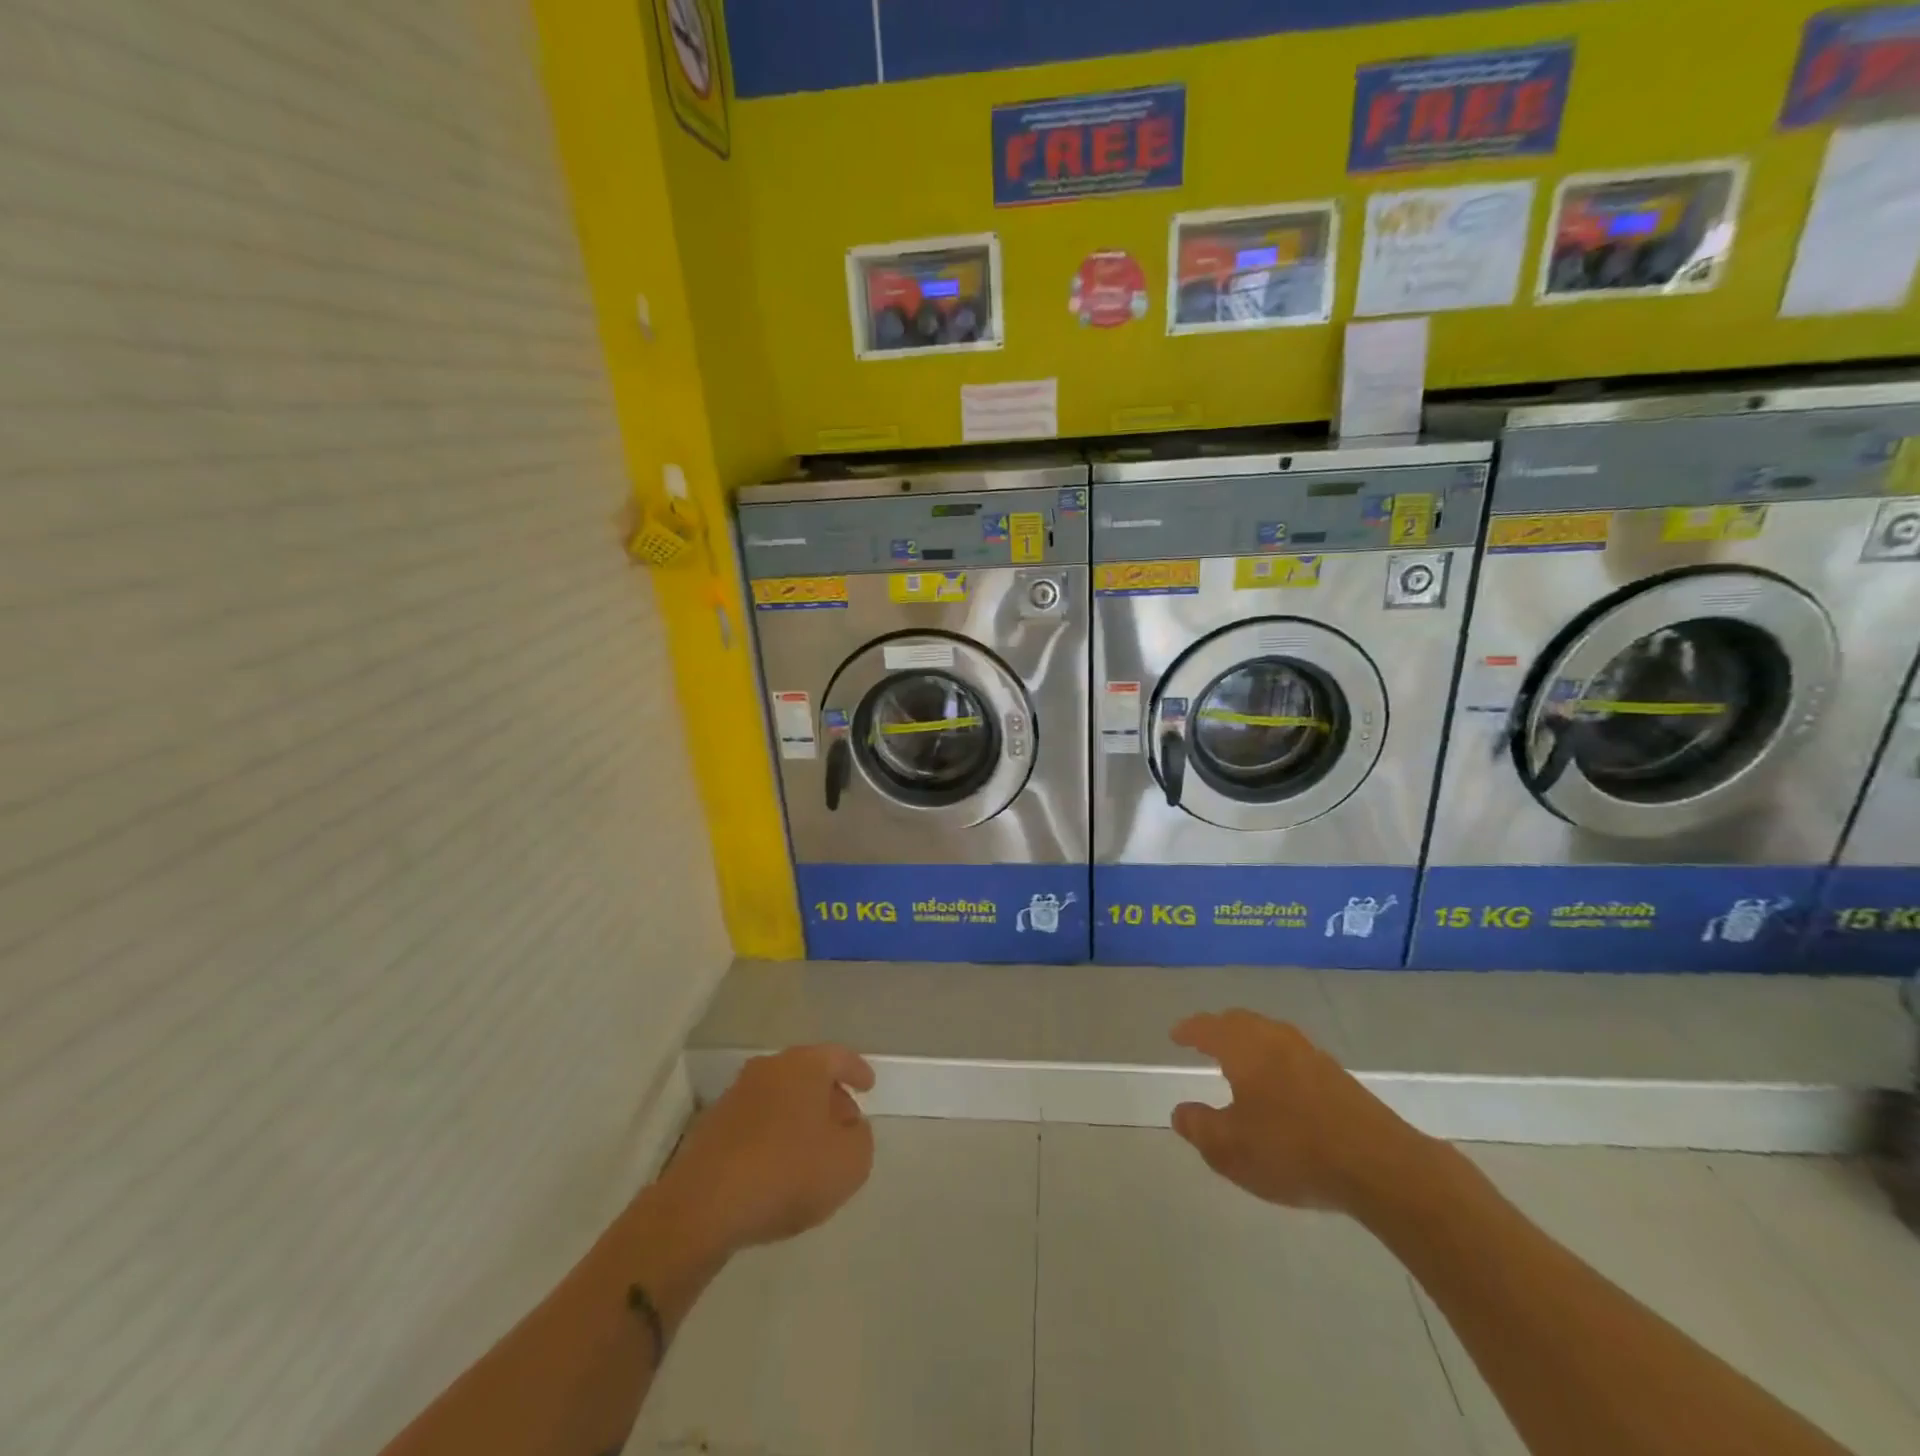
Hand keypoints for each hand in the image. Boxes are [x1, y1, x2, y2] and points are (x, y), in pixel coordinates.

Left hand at [651, 1045, 875, 1259]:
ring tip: (812, 1151)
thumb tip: (849, 1128)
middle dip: (828, 1096)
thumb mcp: (850, 1162)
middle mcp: (769, 1069)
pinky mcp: (712, 1127)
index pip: (838, 1056)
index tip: (868, 1086)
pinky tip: (778, 1167)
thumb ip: (860, 1138)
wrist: (704, 1206)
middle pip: (807, 1074)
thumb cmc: (788, 1172)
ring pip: (779, 1097)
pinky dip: (772, 1135)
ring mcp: (735, 1095)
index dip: (857, 1071)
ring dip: (798, 1117)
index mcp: (804, 1065)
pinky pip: (756, 1122)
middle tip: (844, 1122)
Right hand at [1169, 1010, 1436, 1214]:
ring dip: (1249, 1042)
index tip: (1176, 1035)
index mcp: (1243, 1047)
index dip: (1189, 1031)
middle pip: (1240, 1022)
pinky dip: (1274, 1060)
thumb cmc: (1292, 1151)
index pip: (1208, 1028)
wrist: (1380, 1166)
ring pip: (1269, 1035)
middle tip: (1204, 1041)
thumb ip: (1199, 1127)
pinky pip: (1292, 1054)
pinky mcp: (1337, 1075)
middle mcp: (1275, 1039)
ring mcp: (1310, 1054)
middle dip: (1219, 1029)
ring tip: (1239, 1062)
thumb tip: (1180, 1111)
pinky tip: (1279, 1086)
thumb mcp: (1230, 1149)